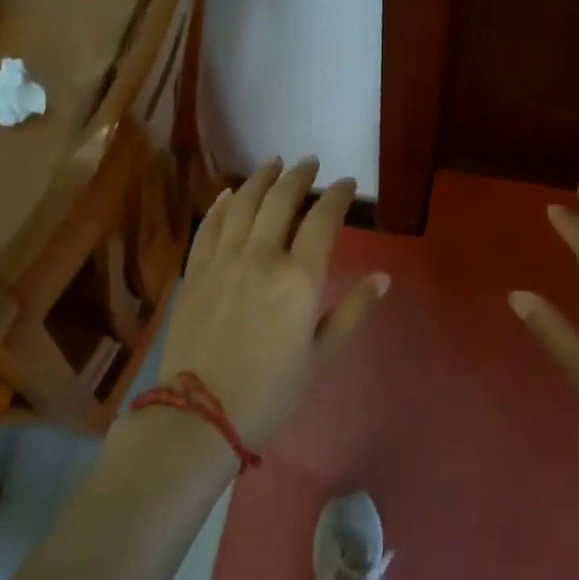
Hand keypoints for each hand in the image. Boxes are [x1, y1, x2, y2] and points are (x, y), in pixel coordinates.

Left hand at [155, 157, 388, 449]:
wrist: (199, 416)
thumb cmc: (270, 391)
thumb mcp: (321, 356)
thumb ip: (353, 312)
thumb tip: (383, 277)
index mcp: (299, 278)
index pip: (322, 220)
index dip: (337, 196)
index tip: (346, 183)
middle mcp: (261, 257)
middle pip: (281, 201)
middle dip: (298, 176)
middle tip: (310, 162)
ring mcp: (222, 261)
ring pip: (243, 205)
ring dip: (260, 179)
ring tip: (273, 163)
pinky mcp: (195, 273)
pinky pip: (209, 227)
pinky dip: (222, 205)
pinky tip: (230, 194)